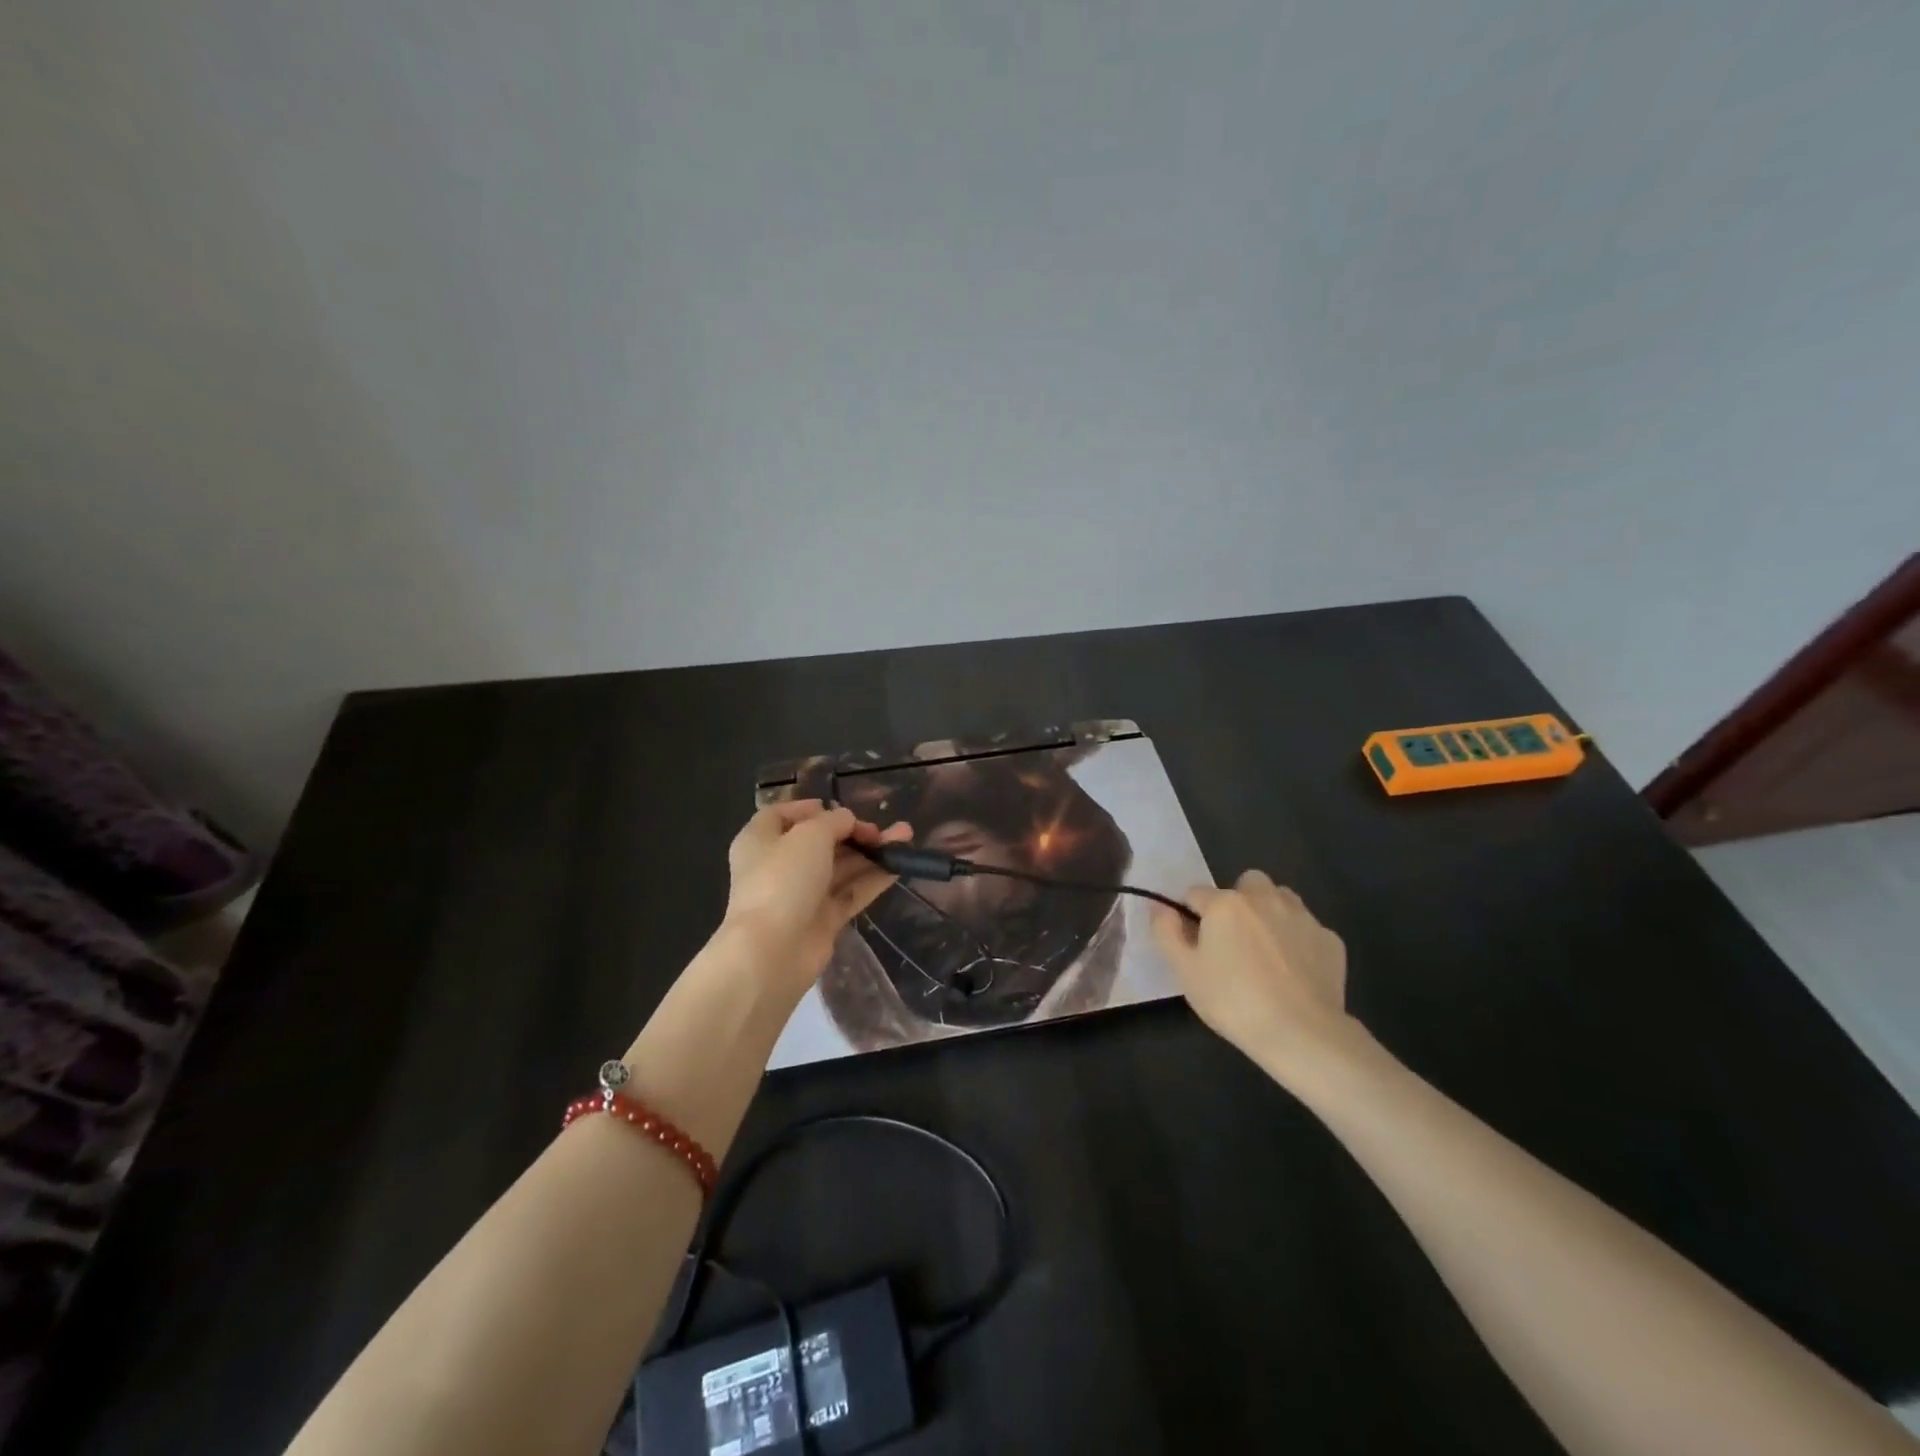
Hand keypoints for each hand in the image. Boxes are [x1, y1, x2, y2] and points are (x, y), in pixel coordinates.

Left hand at [722, 800, 912, 989]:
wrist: (772, 950)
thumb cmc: (783, 878)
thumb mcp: (810, 834)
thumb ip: (835, 821)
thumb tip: (847, 820)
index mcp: (761, 840)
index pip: (782, 816)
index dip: (811, 809)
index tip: (840, 809)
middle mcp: (778, 865)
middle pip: (819, 842)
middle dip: (854, 832)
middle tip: (881, 830)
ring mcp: (801, 895)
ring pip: (840, 867)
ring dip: (870, 853)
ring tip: (905, 838)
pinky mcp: (821, 920)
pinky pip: (850, 893)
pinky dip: (872, 879)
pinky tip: (898, 867)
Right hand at [1149, 870, 1365, 1085]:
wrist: (1301, 1033)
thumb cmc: (1233, 1001)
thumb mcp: (1184, 970)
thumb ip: (1166, 931)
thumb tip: (1159, 906)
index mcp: (1225, 904)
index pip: (1195, 893)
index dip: (1190, 915)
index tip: (1194, 943)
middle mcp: (1264, 899)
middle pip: (1246, 882)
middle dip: (1237, 901)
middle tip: (1233, 939)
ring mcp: (1302, 917)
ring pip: (1281, 898)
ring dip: (1270, 912)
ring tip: (1266, 950)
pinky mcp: (1330, 940)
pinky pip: (1307, 928)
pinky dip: (1298, 940)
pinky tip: (1295, 971)